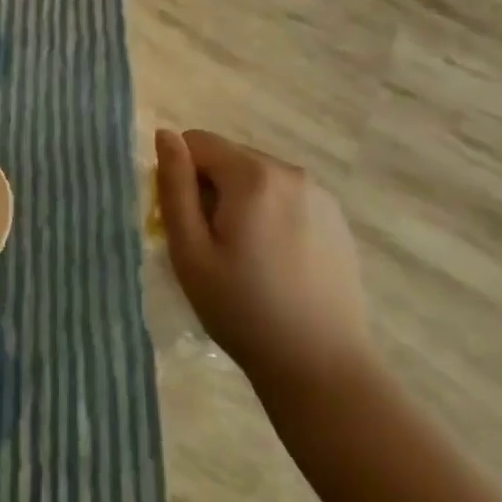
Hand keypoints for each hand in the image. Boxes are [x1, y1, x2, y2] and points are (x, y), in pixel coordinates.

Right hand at [154, 129, 373, 405]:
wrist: (320, 366)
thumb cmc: (242, 309)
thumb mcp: (189, 250)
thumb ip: (174, 187)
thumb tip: (165, 135)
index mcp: (253, 175)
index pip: (197, 142)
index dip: (180, 177)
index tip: (185, 224)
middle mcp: (291, 172)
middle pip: (229, 158)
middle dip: (211, 189)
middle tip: (211, 247)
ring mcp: (320, 195)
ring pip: (257, 179)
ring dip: (240, 203)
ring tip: (244, 258)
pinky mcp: (337, 220)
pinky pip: (286, 199)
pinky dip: (269, 216)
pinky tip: (275, 264)